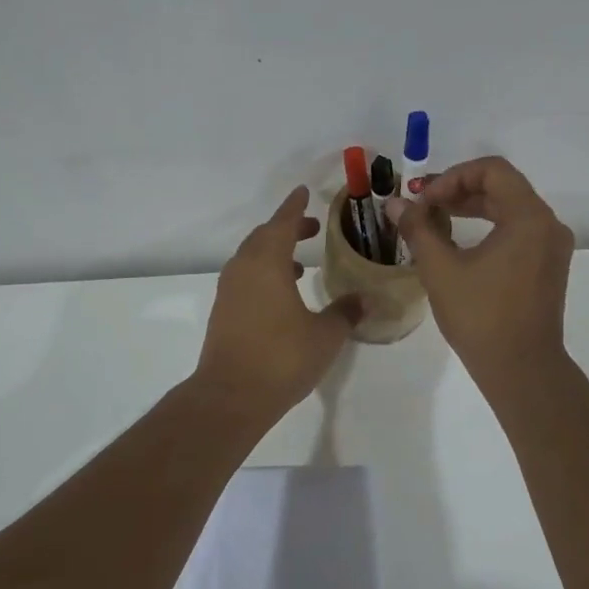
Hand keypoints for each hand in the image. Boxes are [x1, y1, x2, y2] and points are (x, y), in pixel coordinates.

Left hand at [193, 186, 362, 422]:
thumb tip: (365, 299)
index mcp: (267, 263)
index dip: (295, 207)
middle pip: (264, 237)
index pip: (282, 223)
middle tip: (311, 227)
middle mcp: (244, 269)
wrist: (230, 395)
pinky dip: (264, 273)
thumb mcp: (325, 335)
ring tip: (302, 263)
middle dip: (287, 228)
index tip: (303, 192)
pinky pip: (245, 277)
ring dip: (274, 252)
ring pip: (252, 257)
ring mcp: (229, 291)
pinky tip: (283, 294)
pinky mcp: (223, 311)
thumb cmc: (282, 358)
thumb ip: (345, 312)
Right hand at [388, 157, 573, 384]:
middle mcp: (548, 224)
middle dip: (459, 190)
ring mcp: (551, 247)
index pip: (492, 170)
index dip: (453, 177)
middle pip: (502, 186)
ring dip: (472, 207)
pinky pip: (518, 230)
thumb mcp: (441, 269)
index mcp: (528, 217)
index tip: (425, 199)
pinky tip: (460, 243)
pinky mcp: (547, 266)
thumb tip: (395, 204)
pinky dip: (488, 226)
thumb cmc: (481, 316)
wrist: (521, 370)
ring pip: (510, 208)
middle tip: (424, 206)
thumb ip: (418, 229)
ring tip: (436, 221)